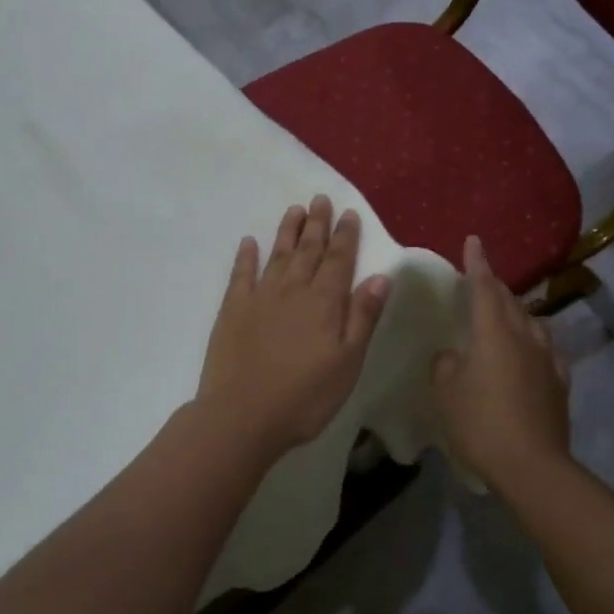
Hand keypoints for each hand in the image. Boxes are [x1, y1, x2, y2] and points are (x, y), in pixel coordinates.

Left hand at [197, 196, 391, 456]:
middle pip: (308, 250)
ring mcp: (259, 297)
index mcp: (324, 302)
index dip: (346, 236)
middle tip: (320, 199)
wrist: (242, 415)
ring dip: (287, 231)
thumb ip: (363, 317)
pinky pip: (240, 274)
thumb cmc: (305, 396)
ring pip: (277, 255)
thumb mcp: (348, 362)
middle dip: (317, 224)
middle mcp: (293, 289)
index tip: (349, 213)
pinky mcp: (232, 310)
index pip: (339, 260)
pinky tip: (249, 242)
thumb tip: (381, 277)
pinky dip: (246, 256)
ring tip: (295, 210)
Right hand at [432, 236, 572, 493]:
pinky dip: (534, 343)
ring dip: (516, 313)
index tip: (474, 240)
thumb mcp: (446, 392)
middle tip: (481, 281)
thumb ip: (446, 365)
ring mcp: (546, 358)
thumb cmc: (480, 422)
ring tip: (505, 316)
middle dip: (495, 287)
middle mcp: (523, 336)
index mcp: (492, 332)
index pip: (484, 287)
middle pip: (509, 301)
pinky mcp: (559, 382)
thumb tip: (453, 355)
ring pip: (531, 322)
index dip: (477, 263)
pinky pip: (546, 350)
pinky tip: (531, 352)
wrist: (531, 465)